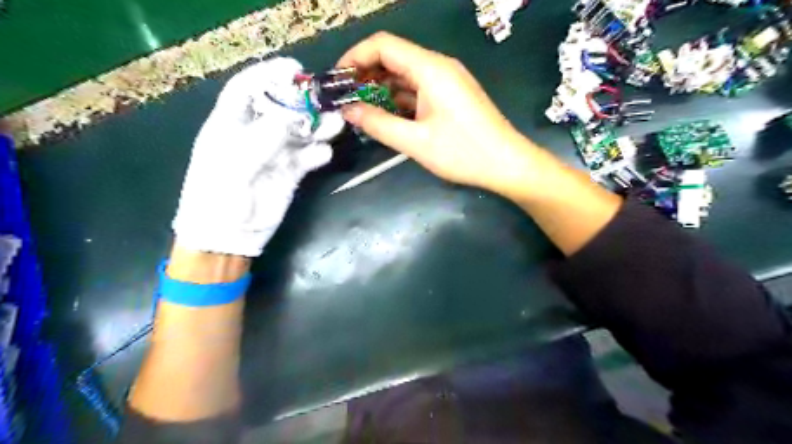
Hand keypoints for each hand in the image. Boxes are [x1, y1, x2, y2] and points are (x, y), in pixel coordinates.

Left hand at [172, 56, 344, 255]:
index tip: (295, 69)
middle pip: (281, 108)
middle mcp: (254, 135)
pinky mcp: (290, 173)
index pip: (247, 89)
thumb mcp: (234, 164)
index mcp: (230, 126)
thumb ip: (262, 138)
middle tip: (326, 99)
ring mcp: (274, 154)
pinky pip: (308, 157)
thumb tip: (293, 116)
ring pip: (300, 132)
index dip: (268, 74)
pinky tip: (324, 154)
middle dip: (303, 102)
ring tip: (336, 124)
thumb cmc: (219, 198)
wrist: (229, 237)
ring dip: (318, 126)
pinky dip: (318, 153)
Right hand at [337, 32, 534, 193]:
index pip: (383, 45)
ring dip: (381, 88)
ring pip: (405, 75)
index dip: (355, 56)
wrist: (507, 164)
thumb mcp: (415, 142)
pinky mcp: (451, 96)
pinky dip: (399, 99)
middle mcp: (438, 67)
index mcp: (430, 69)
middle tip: (344, 98)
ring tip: (359, 108)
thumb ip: (378, 124)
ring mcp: (447, 81)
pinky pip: (418, 89)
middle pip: (394, 57)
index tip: (337, 79)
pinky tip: (385, 115)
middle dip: (365, 74)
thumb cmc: (463, 153)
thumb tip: (347, 110)